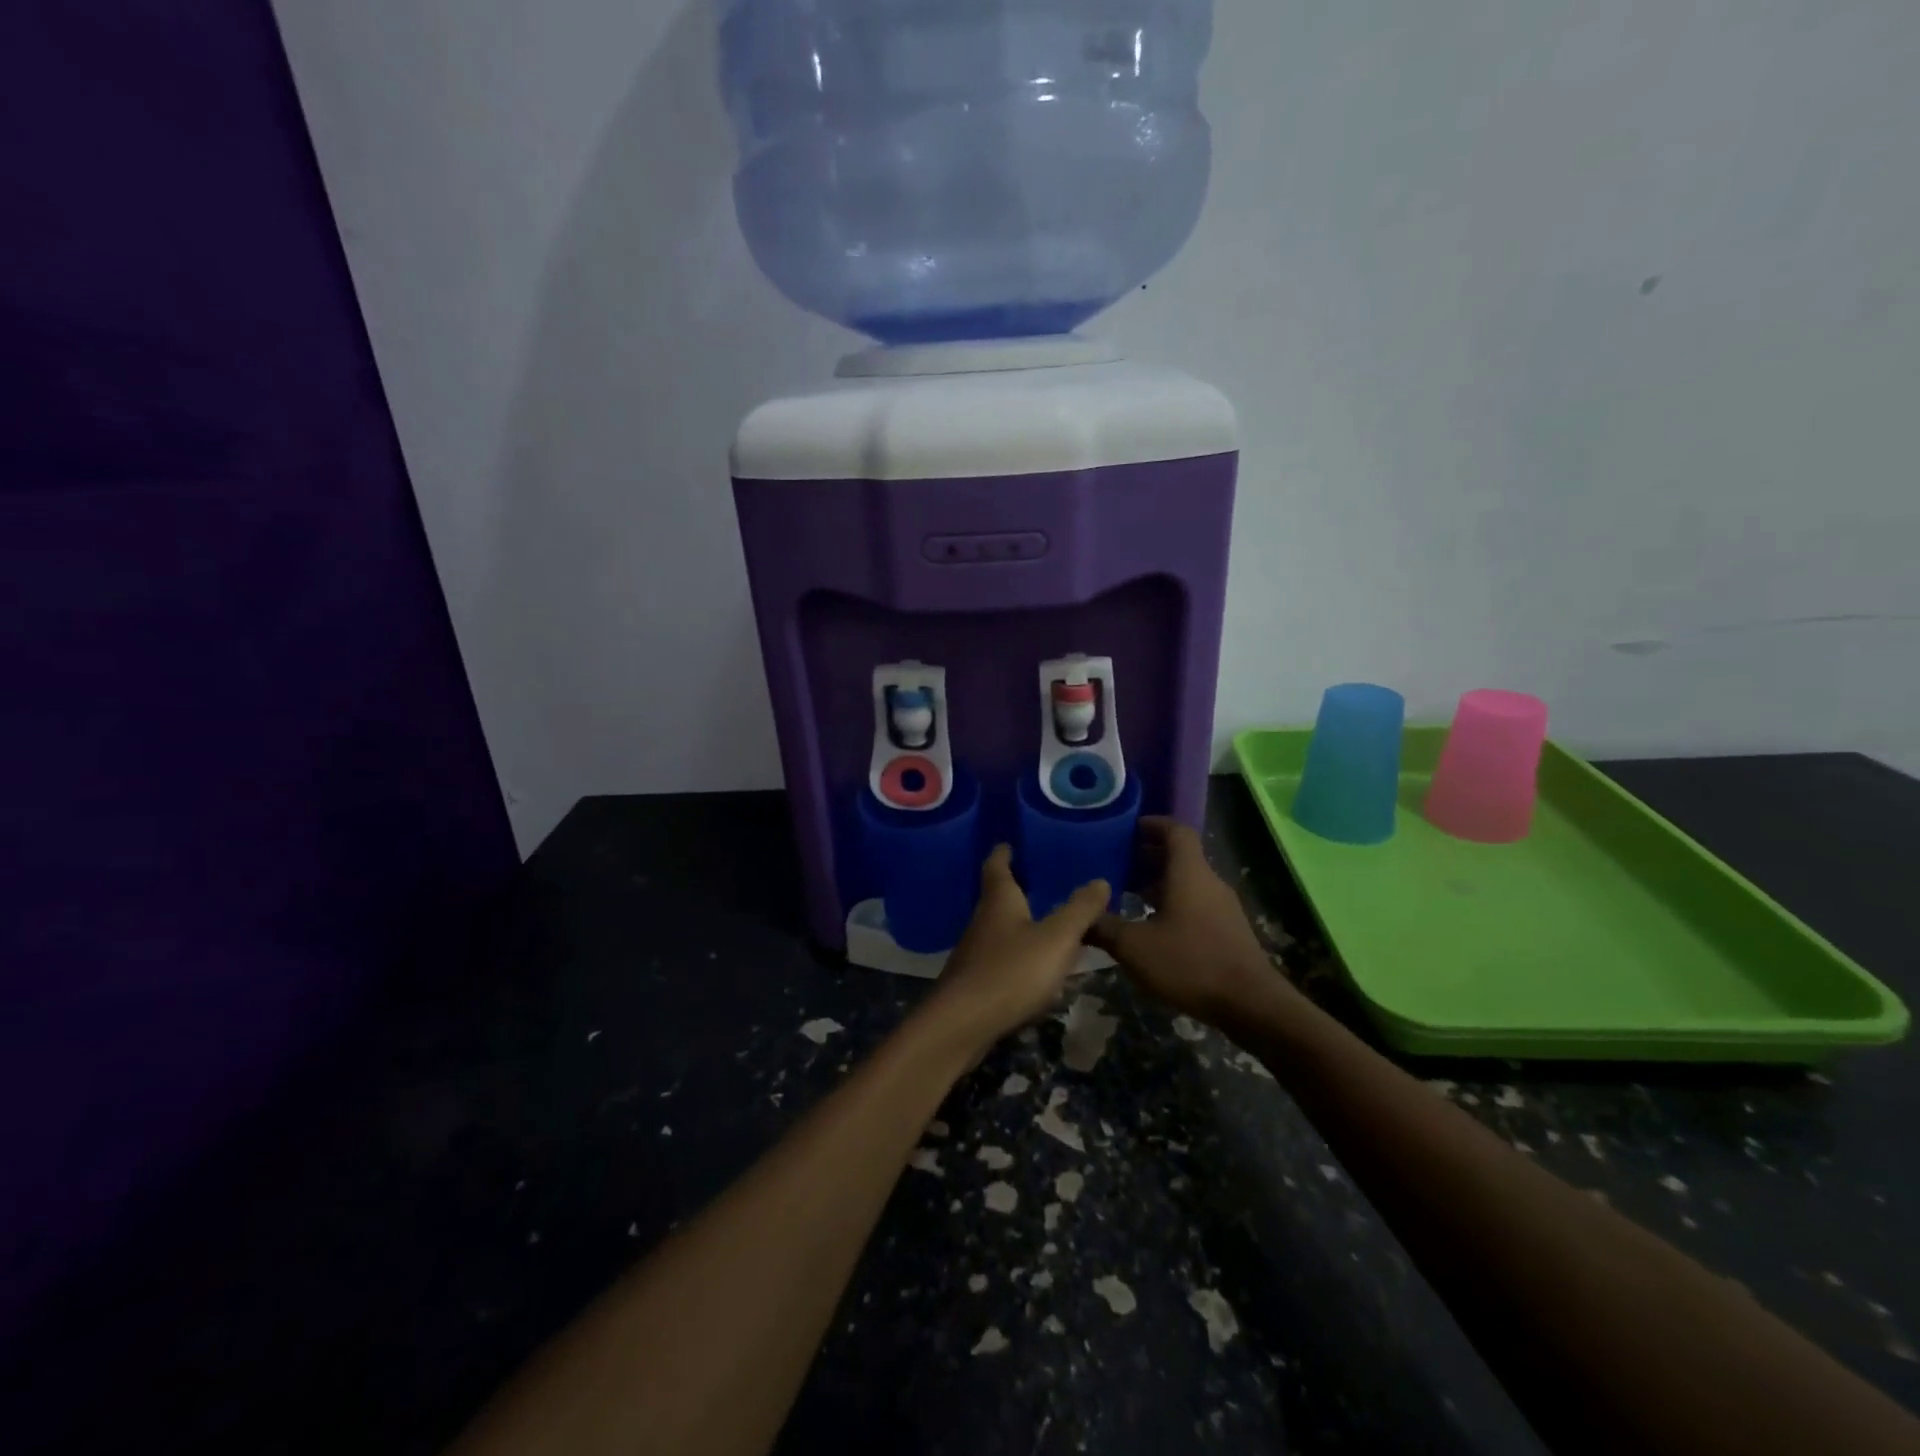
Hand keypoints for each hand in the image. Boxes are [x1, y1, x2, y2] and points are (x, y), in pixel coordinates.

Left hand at [921, 845, 1109, 1052]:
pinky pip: (1001, 957)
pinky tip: (1036, 966)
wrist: (963, 1024)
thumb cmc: (1011, 971)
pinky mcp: (976, 981)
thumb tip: (1100, 880)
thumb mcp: (1057, 938)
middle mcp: (983, 920)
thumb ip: (1080, 910)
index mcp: (999, 900)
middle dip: (1016, 887)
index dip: (1004, 852)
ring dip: (1019, 922)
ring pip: (1000, 928)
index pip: (997, 865)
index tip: (1010, 842)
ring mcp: (976, 952)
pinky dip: (1019, 953)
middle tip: (1040, 878)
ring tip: (1046, 920)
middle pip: (997, 896)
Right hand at [1086, 817, 1282, 1025]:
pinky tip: (1152, 927)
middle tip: (1116, 863)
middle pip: (1180, 856)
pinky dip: (1172, 904)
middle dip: (1148, 856)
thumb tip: (1081, 917)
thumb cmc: (1190, 963)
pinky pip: (1196, 903)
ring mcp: (1223, 907)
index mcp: (1189, 873)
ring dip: (1159, 883)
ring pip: (1187, 882)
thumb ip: (1104, 927)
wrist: (1251, 1005)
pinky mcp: (1228, 930)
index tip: (1128, 828)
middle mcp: (1209, 882)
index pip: (1176, 831)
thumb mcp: (1135, 947)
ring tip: (1127, 895)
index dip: (1153, 824)